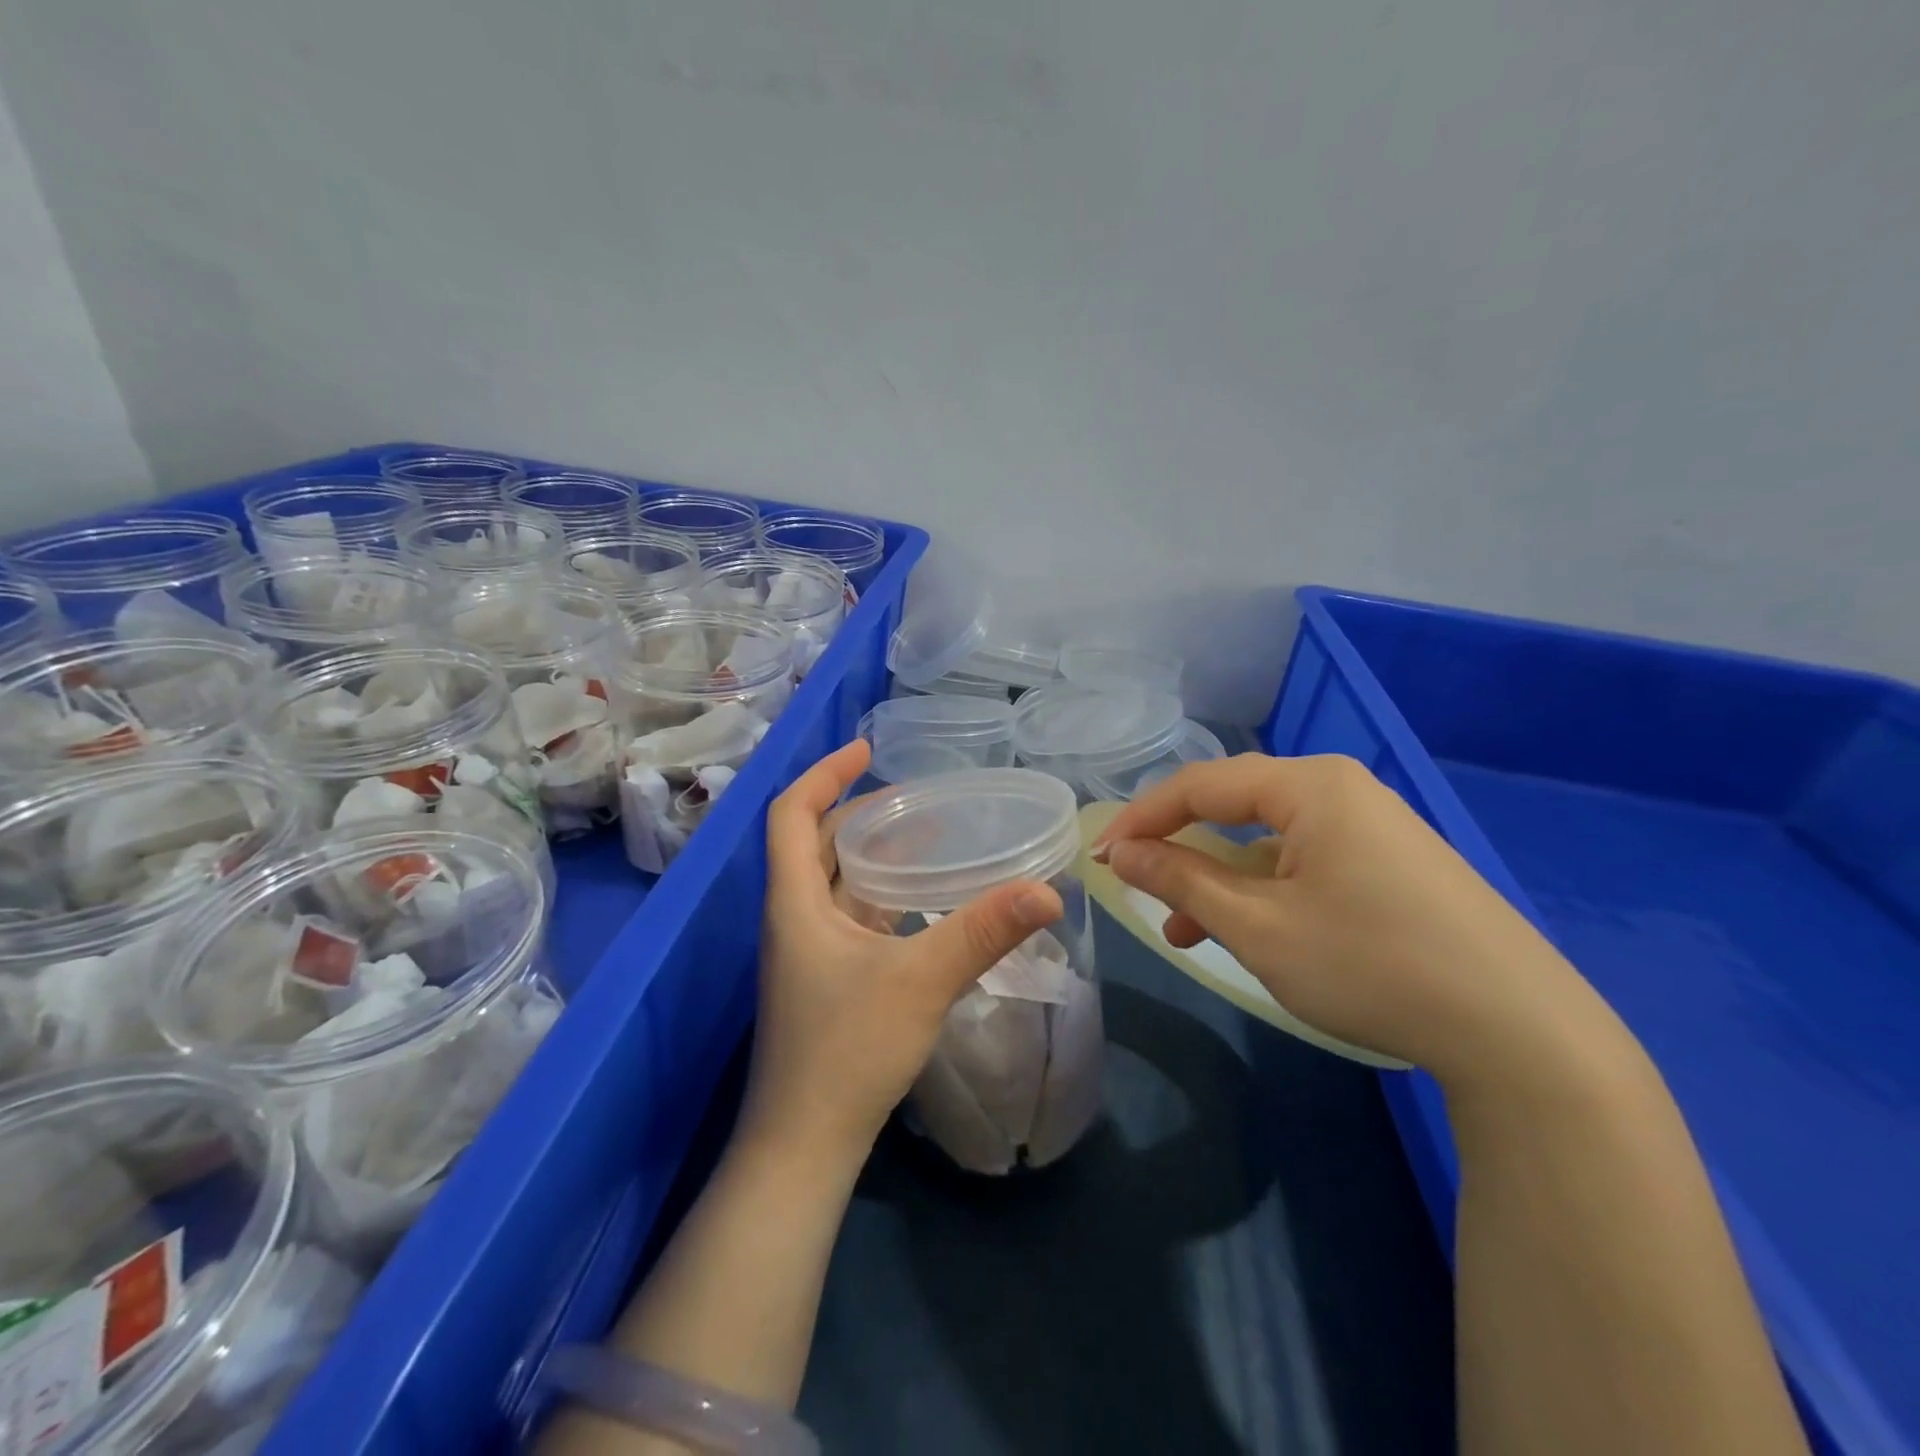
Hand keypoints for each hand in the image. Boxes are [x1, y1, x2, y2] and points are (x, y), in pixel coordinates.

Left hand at [742, 740, 1064, 1163]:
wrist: (803, 1148)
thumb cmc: (846, 1052)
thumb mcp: (920, 981)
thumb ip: (983, 932)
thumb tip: (1048, 890)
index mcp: (794, 901)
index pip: (791, 814)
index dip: (825, 774)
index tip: (867, 750)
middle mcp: (793, 918)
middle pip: (815, 843)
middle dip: (857, 810)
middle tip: (912, 794)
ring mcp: (808, 952)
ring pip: (833, 881)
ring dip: (870, 852)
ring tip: (923, 834)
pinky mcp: (826, 981)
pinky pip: (849, 915)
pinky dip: (878, 893)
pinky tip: (920, 899)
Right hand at [1094, 753, 1614, 1087]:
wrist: (1522, 1034)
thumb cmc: (1370, 964)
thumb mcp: (1257, 926)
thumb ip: (1181, 880)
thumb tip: (1121, 851)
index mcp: (1310, 786)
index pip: (1200, 785)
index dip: (1141, 818)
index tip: (1099, 855)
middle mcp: (1342, 792)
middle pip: (1235, 806)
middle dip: (1179, 847)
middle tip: (1133, 880)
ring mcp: (1373, 829)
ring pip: (1268, 841)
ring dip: (1219, 879)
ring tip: (1180, 929)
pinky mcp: (1392, 867)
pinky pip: (1305, 863)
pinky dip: (1264, 892)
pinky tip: (1245, 933)